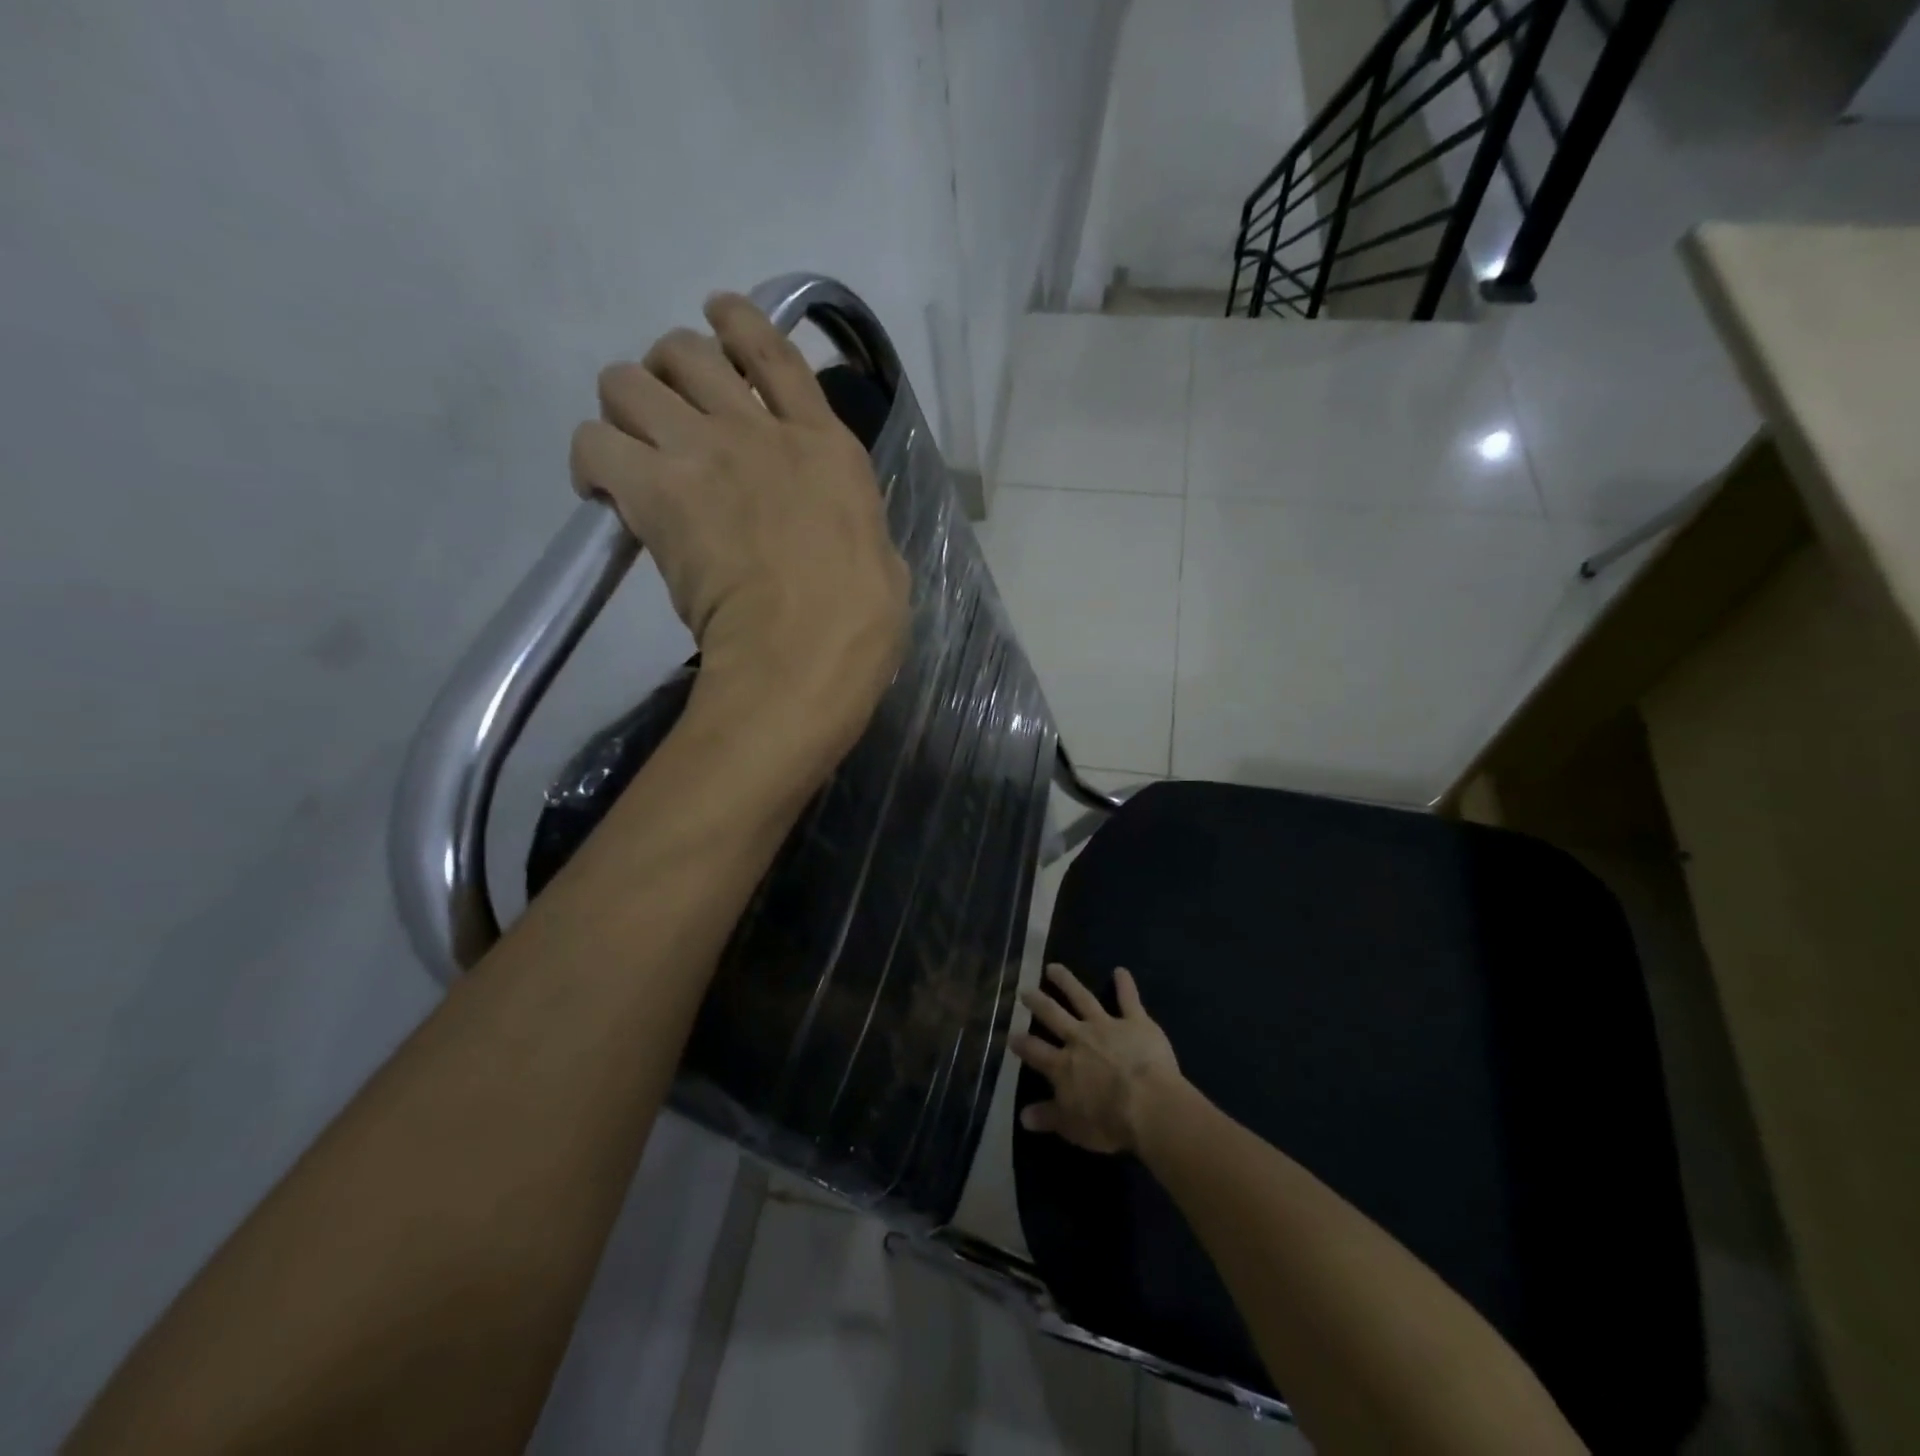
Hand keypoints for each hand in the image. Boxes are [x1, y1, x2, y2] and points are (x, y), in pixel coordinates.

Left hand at [571, 293, 910, 760]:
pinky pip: (595, 442)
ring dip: (624, 408)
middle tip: (665, 413)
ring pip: (627, 381)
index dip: (737, 321)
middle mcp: (762, 431)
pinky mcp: (657, 492)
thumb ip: (853, 526)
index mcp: (826, 447)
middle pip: (686, 351)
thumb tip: (841, 535)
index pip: (774, 351)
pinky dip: (593, 462)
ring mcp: (706, 454)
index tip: (715, 315)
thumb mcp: (880, 558)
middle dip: (667, 372)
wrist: (807, 652)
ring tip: (630, 450)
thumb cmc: (860, 621)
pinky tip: (604, 493)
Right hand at [1012, 963, 1182, 1154]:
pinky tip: (1121, 971)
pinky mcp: (1135, 1022)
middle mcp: (1079, 1039)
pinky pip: (1129, 999)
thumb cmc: (1109, 1122)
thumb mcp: (1073, 1127)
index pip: (1036, 1051)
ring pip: (1082, 998)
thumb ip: (1048, 1117)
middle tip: (1025, 990)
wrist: (1149, 1105)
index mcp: (1063, 1066)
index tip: (1011, 1035)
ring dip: (1067, 982)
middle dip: (1038, 1002)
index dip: (1022, 1044)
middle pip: (1053, 1015)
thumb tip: (1023, 1116)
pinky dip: (1125, 985)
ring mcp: (1106, 1026)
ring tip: (1053, 967)